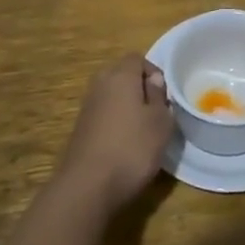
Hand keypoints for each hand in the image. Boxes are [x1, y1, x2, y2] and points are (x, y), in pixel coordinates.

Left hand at [56, 53, 171, 214]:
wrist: (87, 186)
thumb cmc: (132, 148)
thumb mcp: (160, 122)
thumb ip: (159, 96)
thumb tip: (153, 80)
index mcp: (120, 76)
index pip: (137, 58)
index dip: (154, 71)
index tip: (165, 95)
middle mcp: (100, 85)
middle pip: (121, 74)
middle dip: (139, 88)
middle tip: (155, 110)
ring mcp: (86, 107)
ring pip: (111, 95)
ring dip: (126, 106)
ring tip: (142, 130)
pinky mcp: (80, 129)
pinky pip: (102, 114)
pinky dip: (114, 122)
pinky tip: (124, 145)